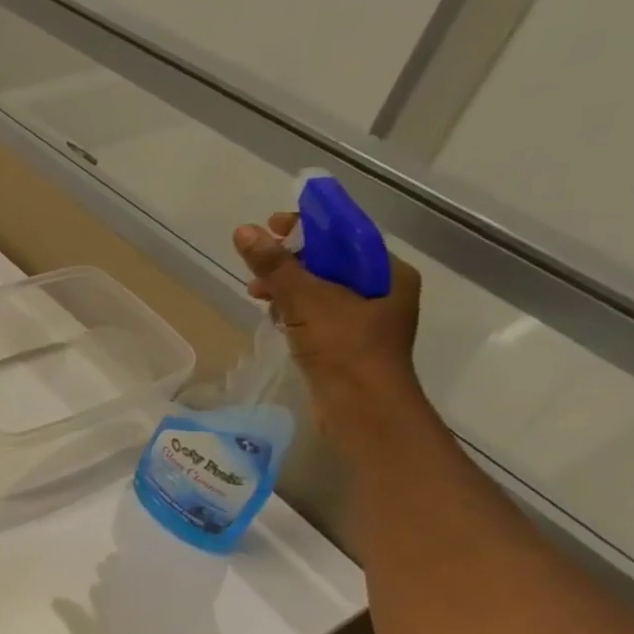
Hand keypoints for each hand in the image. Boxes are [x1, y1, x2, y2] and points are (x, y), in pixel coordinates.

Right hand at [233, 213, 425, 451]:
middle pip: (331, 262)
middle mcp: (382, 293)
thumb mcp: (307, 300)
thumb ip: (276, 265)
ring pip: (320, 290)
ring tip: (256, 292)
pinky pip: (316, 315)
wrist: (362, 410)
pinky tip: (273, 315)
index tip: (273, 224)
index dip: (309, 226)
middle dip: (291, 259)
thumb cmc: (345, 348)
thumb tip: (244, 231)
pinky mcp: (345, 345)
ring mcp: (364, 322)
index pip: (346, 236)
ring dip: (287, 286)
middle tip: (258, 261)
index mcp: (388, 274)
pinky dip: (293, 310)